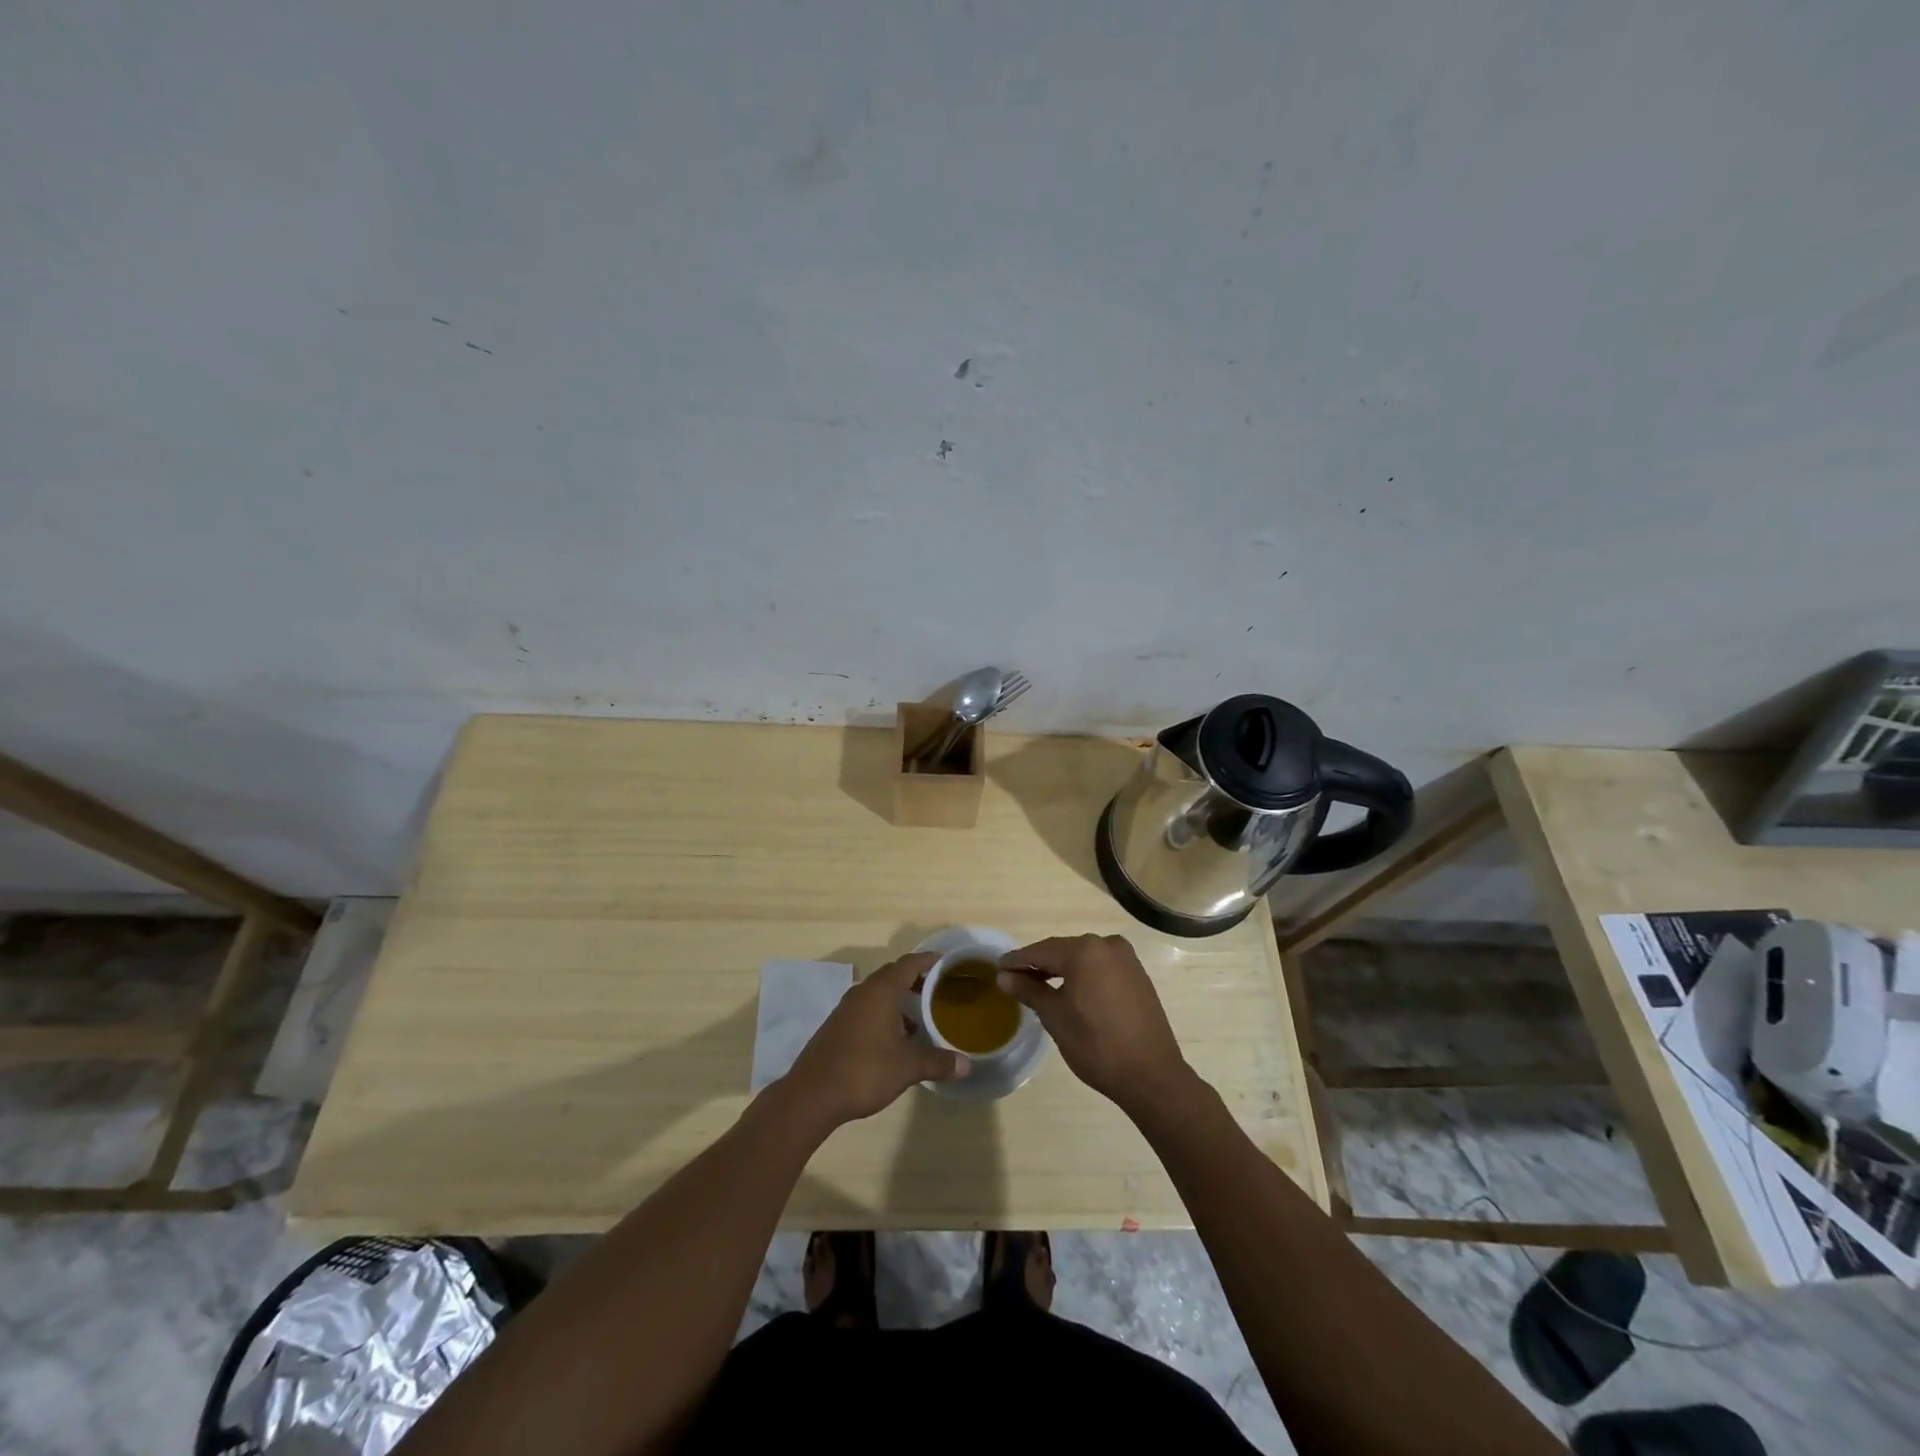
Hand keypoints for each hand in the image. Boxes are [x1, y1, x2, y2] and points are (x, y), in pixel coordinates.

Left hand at [778, 953, 968, 1129]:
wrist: (812, 1095)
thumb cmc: (864, 1070)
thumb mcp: (907, 1067)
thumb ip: (938, 1062)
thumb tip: (966, 1065)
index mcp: (881, 991)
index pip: (909, 963)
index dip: (929, 960)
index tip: (947, 963)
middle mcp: (863, 992)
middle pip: (893, 975)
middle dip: (916, 979)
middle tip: (939, 990)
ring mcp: (846, 1009)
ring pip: (878, 994)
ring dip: (899, 1000)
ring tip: (920, 1017)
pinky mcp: (837, 1026)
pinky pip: (866, 1009)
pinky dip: (884, 1014)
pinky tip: (895, 1039)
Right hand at [997, 934, 1194, 1115]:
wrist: (1151, 1075)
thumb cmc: (1097, 1045)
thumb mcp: (1055, 1017)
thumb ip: (1029, 990)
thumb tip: (1005, 976)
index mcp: (1085, 950)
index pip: (1041, 951)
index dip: (1018, 960)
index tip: (998, 967)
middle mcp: (1107, 945)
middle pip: (1063, 950)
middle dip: (1039, 964)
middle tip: (1014, 977)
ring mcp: (1126, 959)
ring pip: (1083, 958)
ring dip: (1061, 969)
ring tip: (1038, 985)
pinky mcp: (1138, 975)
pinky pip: (1101, 968)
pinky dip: (1083, 975)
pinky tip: (1070, 990)